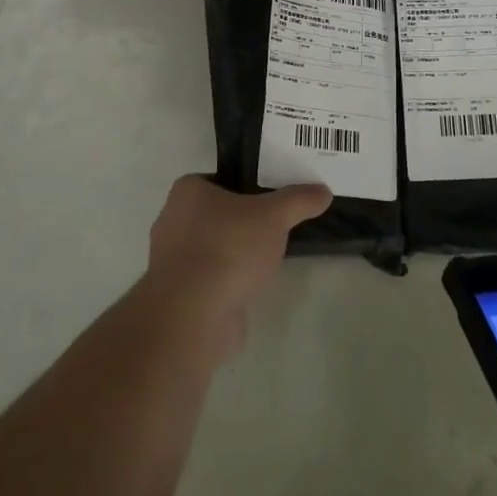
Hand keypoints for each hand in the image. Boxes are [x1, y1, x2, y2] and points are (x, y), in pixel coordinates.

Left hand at [142, 175, 331, 358]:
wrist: (193, 316)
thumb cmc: (228, 248)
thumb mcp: (274, 216)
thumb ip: (299, 200)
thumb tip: (323, 191)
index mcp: (187, 193)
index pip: (220, 179)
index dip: (247, 185)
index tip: (273, 196)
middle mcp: (173, 221)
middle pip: (218, 214)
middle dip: (245, 222)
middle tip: (278, 225)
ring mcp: (173, 262)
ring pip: (215, 248)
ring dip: (237, 254)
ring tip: (271, 257)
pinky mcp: (180, 296)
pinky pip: (211, 278)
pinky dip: (230, 281)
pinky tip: (254, 286)